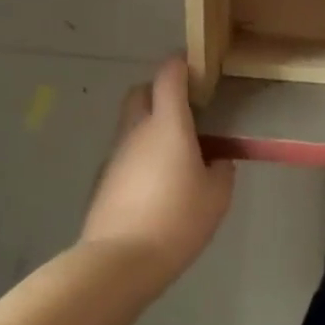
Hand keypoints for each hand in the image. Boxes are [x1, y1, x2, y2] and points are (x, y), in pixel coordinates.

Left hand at [80, 58, 235, 282]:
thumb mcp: (217, 195)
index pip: (169, 76)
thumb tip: (216, 160)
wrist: (120, 261)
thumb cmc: (177, 219)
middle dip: (160, 90)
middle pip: (140, 92)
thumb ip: (221, 169)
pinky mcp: (104, 181)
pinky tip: (158, 182)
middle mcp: (136, 131)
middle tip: (185, 108)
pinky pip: (126, 154)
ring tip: (177, 151)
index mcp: (167, 125)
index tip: (196, 65)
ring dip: (150, 126)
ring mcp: (115, 156)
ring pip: (131, 124)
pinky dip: (141, 155)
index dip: (181, 63)